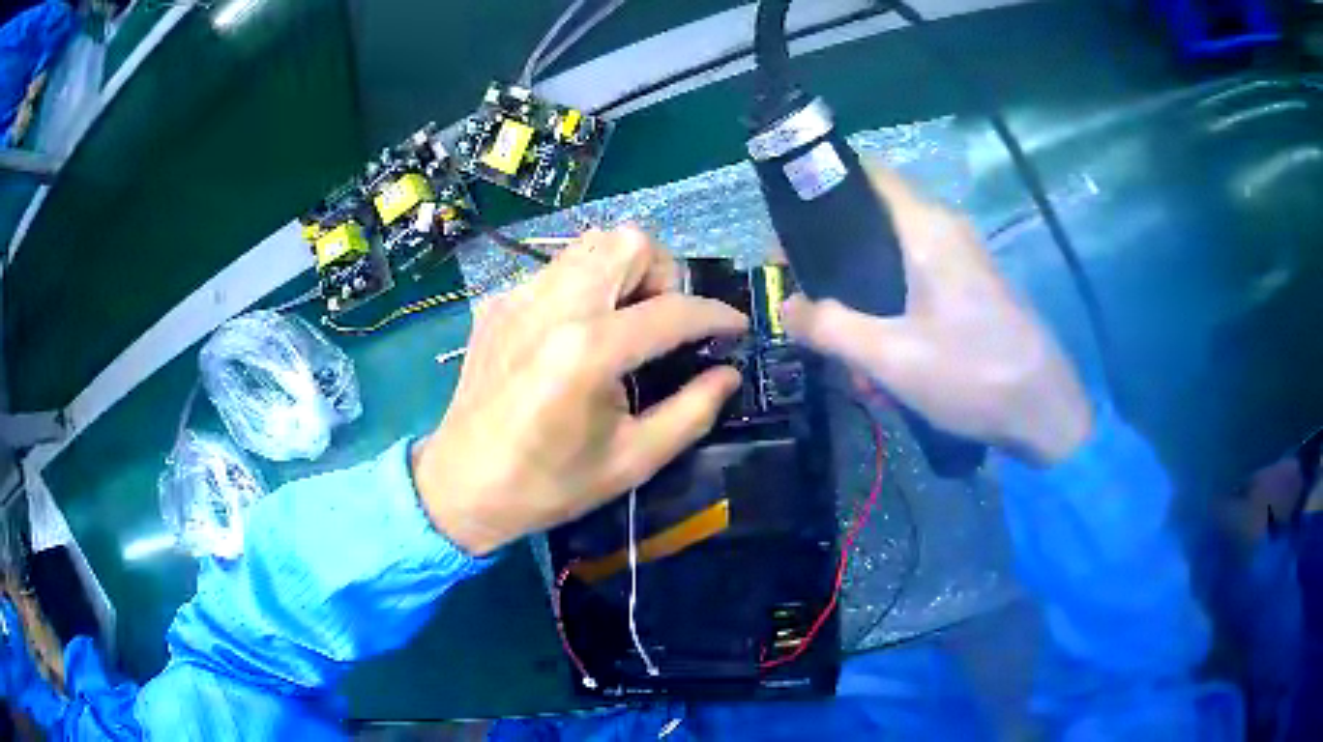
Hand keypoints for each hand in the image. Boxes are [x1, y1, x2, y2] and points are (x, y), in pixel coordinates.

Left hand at [414, 226, 747, 554]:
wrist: (462, 486)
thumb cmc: (549, 484)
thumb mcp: (633, 460)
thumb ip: (692, 411)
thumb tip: (727, 374)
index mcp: (588, 350)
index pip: (671, 310)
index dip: (715, 316)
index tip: (735, 328)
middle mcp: (553, 306)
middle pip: (629, 243)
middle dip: (663, 276)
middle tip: (664, 324)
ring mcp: (519, 297)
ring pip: (591, 245)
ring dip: (624, 271)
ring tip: (625, 322)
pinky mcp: (499, 303)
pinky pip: (558, 269)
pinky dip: (585, 285)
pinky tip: (579, 333)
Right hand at [782, 166, 1091, 465]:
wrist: (1046, 413)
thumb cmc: (971, 375)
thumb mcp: (890, 358)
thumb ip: (830, 327)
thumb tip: (786, 306)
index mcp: (926, 227)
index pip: (867, 174)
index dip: (822, 190)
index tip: (789, 233)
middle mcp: (946, 229)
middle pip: (874, 218)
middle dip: (835, 257)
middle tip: (808, 300)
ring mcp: (964, 258)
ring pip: (895, 256)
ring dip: (864, 294)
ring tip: (846, 345)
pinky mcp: (974, 287)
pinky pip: (919, 280)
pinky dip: (892, 306)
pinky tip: (885, 355)